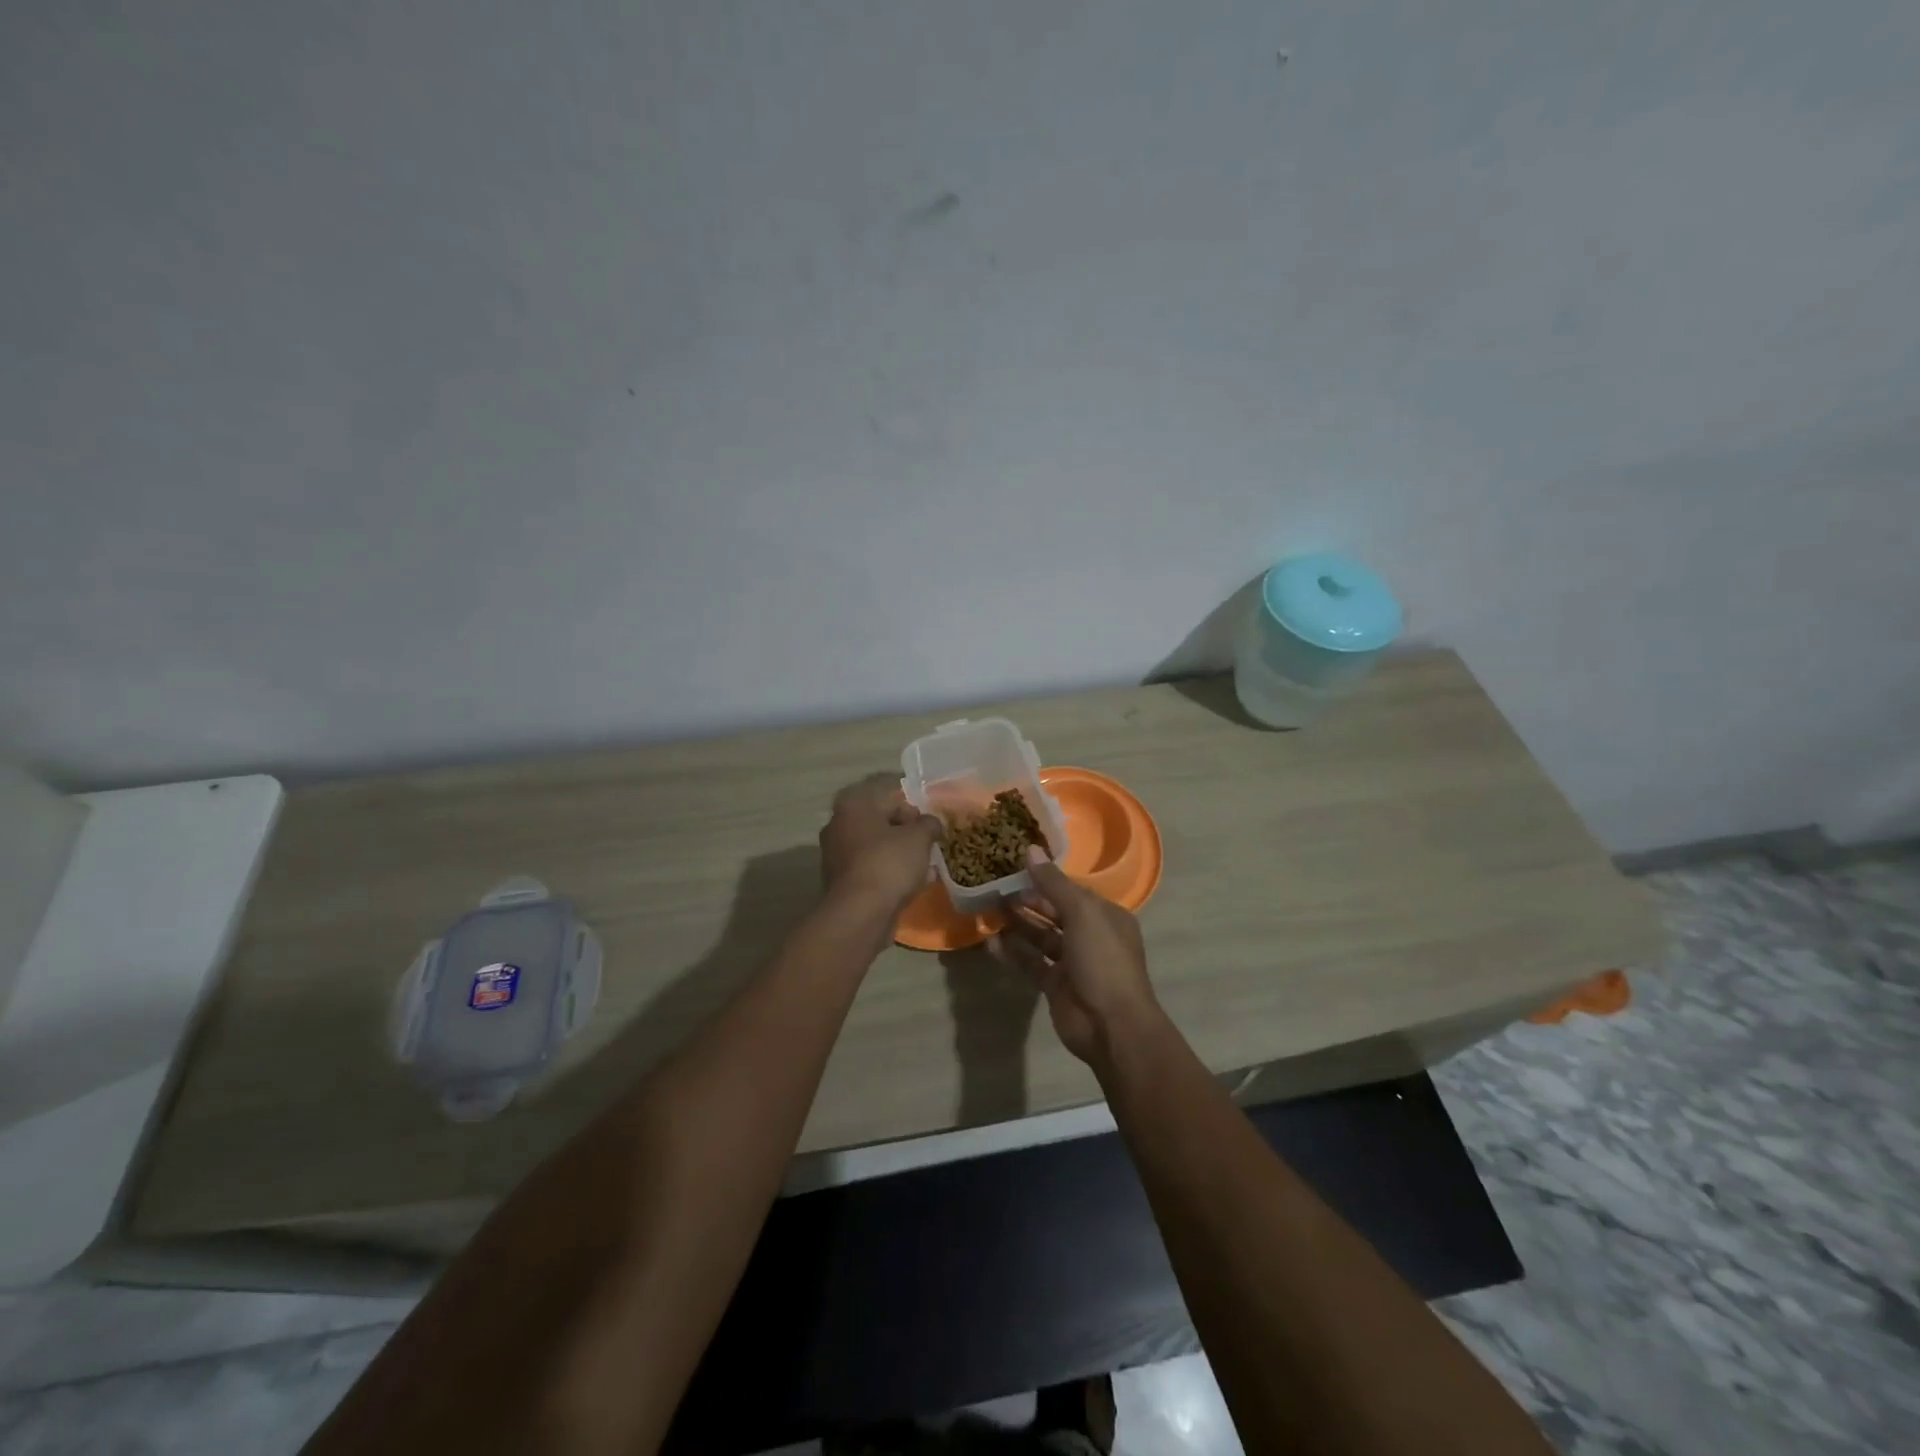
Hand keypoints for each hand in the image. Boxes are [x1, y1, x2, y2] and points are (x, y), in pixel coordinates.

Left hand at [819, 774, 944, 911]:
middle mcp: (838, 825)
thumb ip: (929, 824)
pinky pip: (871, 870)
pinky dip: (889, 875)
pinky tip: (911, 886)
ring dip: (900, 856)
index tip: (929, 828)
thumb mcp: (919, 837)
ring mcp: (836, 855)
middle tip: (928, 848)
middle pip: (881, 824)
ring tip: (925, 870)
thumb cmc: (889, 863)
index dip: (914, 811)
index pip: (890, 798)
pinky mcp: (840, 882)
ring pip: (876, 849)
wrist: (861, 913)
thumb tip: (931, 824)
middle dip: (907, 835)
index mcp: (853, 806)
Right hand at [993, 846, 1159, 1064]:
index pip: (1071, 890)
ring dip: (1018, 923)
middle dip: (1028, 900)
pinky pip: (1031, 962)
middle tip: (995, 886)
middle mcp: (1091, 935)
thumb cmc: (1103, 959)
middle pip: (1054, 911)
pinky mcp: (1055, 985)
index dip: (1045, 877)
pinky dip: (1012, 952)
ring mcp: (1073, 962)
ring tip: (989, 908)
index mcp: (1105, 915)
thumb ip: (1053, 883)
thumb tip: (1031, 850)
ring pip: (1041, 936)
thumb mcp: (1082, 913)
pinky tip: (990, 942)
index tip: (1015, 865)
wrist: (1111, 1025)